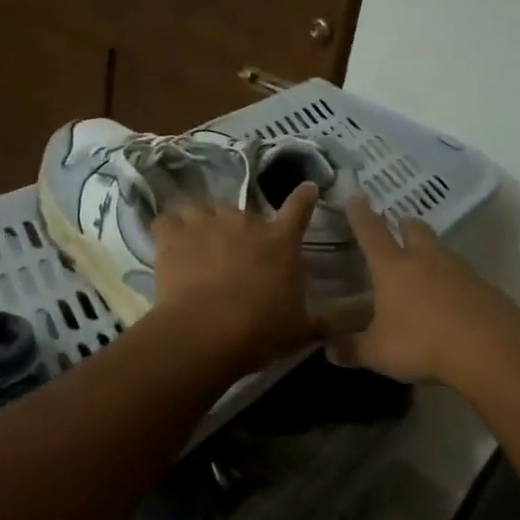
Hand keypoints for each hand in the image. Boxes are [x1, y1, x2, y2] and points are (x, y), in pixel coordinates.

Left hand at [150, 183, 322, 371]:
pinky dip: (167, 231)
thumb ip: (325, 319)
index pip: (300, 208)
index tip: (307, 188)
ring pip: (202, 209)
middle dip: (239, 226)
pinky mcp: (173, 235)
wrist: (208, 332)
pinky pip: (167, 221)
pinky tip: (167, 246)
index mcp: (282, 240)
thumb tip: (352, 319)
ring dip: (201, 223)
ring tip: (197, 244)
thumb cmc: (262, 330)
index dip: (304, 196)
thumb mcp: (302, 328)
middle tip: (233, 251)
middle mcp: (246, 222)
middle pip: (243, 210)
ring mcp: (207, 223)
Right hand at [328, 196, 519, 386]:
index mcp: (393, 268)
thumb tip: (330, 350)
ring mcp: (460, 271)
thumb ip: (352, 349)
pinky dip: (453, 280)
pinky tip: (451, 299)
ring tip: (423, 265)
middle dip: (404, 224)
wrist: (491, 350)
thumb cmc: (423, 344)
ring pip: (441, 249)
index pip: (371, 233)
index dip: (361, 215)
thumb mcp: (378, 353)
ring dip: (430, 250)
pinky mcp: (485, 287)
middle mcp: (426, 260)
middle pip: (415, 230)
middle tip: (399, 225)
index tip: (356, 196)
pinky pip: (463, 275)